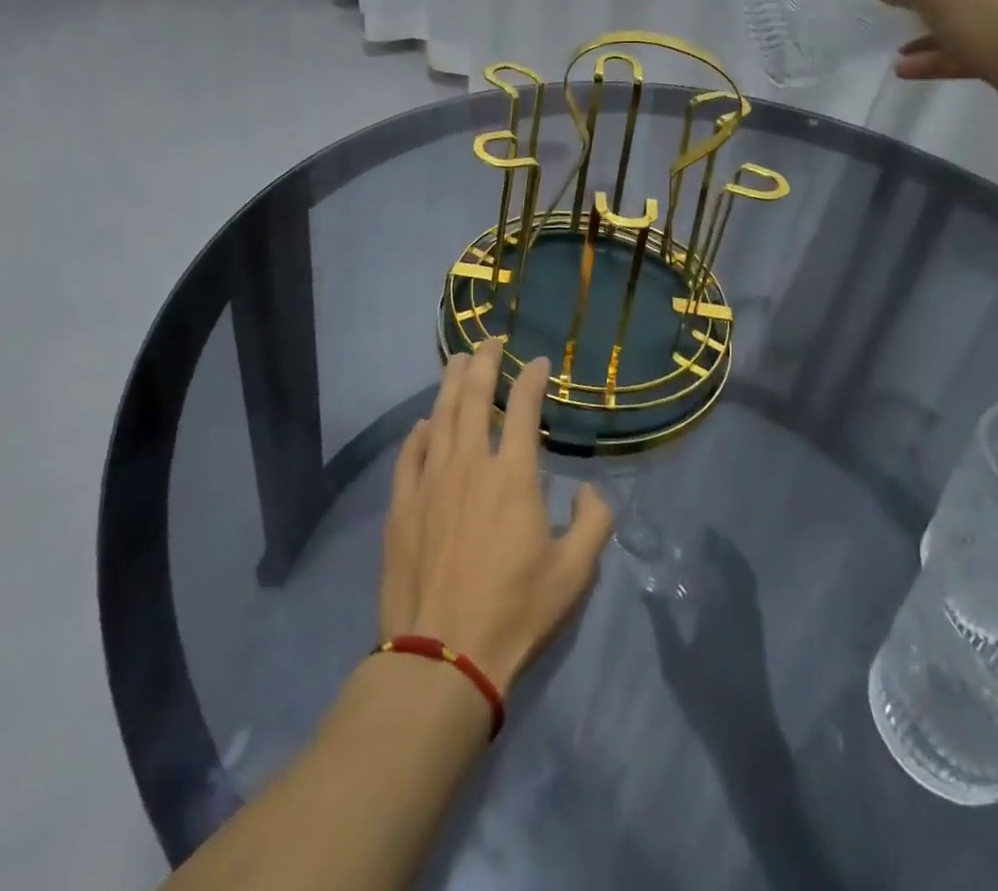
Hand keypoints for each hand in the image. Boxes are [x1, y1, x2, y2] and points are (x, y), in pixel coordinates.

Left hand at [380, 340, 613, 691]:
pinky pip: (409, 456)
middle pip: (472, 397)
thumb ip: (594, 524)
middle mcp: (469, 464)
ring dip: (450, 384)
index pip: (522, 408)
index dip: (531, 378)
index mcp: (513, 475)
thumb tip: (591, 492)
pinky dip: (418, 433)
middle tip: (490, 341)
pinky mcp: (402, 506)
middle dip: (483, 362)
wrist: (442, 656)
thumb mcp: (574, 574)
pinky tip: (423, 424)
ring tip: (458, 361)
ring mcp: (430, 482)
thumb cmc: (515, 612)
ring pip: (439, 417)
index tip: (537, 361)